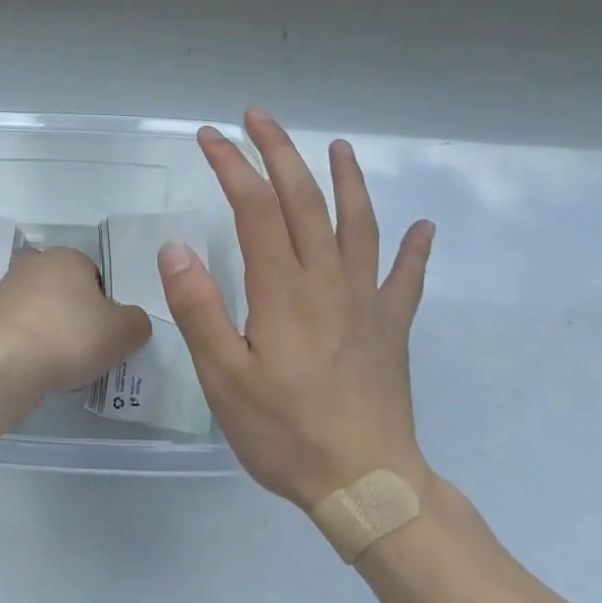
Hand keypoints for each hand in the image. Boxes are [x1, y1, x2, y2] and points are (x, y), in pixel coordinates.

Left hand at [0, 244, 152, 393]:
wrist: (6, 363)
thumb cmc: (70, 336)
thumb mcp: (124, 331)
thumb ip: (137, 322)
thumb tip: (131, 322)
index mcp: (68, 256)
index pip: (95, 276)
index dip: (105, 305)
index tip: (106, 332)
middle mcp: (34, 264)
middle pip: (65, 290)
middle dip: (75, 314)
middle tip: (86, 346)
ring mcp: (7, 289)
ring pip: (41, 310)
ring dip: (51, 331)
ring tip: (63, 363)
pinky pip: (21, 330)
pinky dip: (31, 346)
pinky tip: (39, 368)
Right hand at [158, 109, 435, 508]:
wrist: (368, 485)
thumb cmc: (286, 432)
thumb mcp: (224, 377)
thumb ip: (200, 309)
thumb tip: (177, 248)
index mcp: (283, 289)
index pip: (254, 208)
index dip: (232, 165)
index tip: (210, 137)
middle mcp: (327, 280)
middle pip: (305, 200)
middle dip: (280, 152)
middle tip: (260, 117)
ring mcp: (366, 301)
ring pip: (359, 224)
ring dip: (346, 180)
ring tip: (338, 146)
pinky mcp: (391, 328)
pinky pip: (407, 278)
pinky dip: (416, 249)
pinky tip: (424, 228)